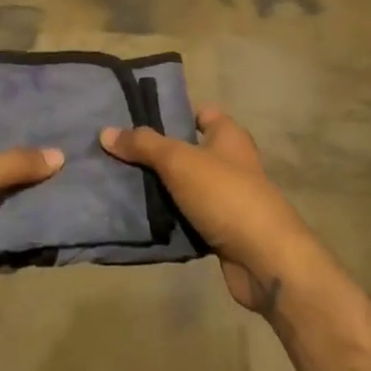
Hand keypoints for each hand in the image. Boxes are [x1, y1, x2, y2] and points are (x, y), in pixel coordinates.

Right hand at [101, 108, 313, 314]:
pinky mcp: (223, 229)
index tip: (136, 121)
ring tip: (119, 185)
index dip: (172, 113)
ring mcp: (228, 197)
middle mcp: (231, 161)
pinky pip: (189, 216)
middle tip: (117, 155)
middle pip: (188, 150)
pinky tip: (140, 219)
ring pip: (186, 186)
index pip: (199, 112)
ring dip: (160, 189)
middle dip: (156, 154)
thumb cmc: (225, 194)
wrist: (264, 257)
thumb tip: (106, 132)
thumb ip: (143, 145)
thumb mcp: (179, 161)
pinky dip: (170, 218)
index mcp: (228, 135)